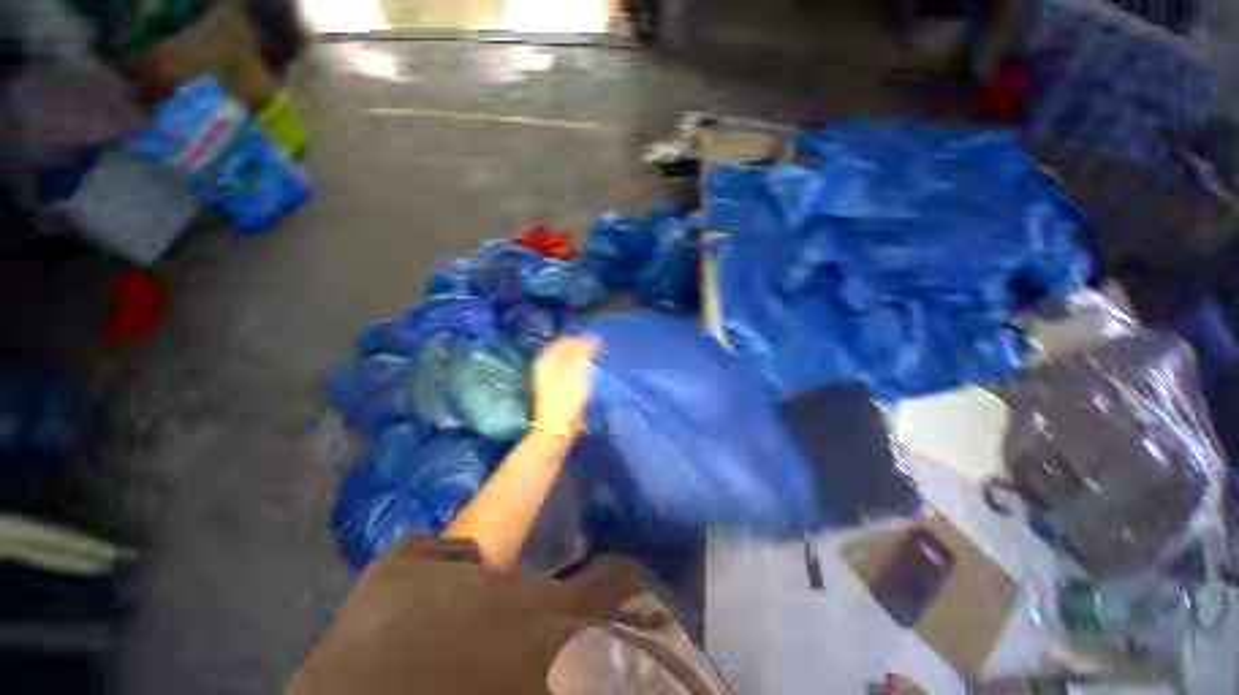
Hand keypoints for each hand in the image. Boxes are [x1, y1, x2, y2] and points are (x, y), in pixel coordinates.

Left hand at [531, 336, 599, 437]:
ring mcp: (549, 380)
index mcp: (547, 359)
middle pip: (565, 351)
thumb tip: (591, 339)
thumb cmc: (567, 397)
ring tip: (597, 361)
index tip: (597, 342)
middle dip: (582, 348)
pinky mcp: (556, 391)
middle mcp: (545, 367)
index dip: (580, 338)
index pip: (564, 341)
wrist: (558, 429)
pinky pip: (569, 373)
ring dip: (582, 359)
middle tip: (599, 350)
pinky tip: (590, 375)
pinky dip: (580, 370)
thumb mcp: (576, 369)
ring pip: (567, 362)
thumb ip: (583, 350)